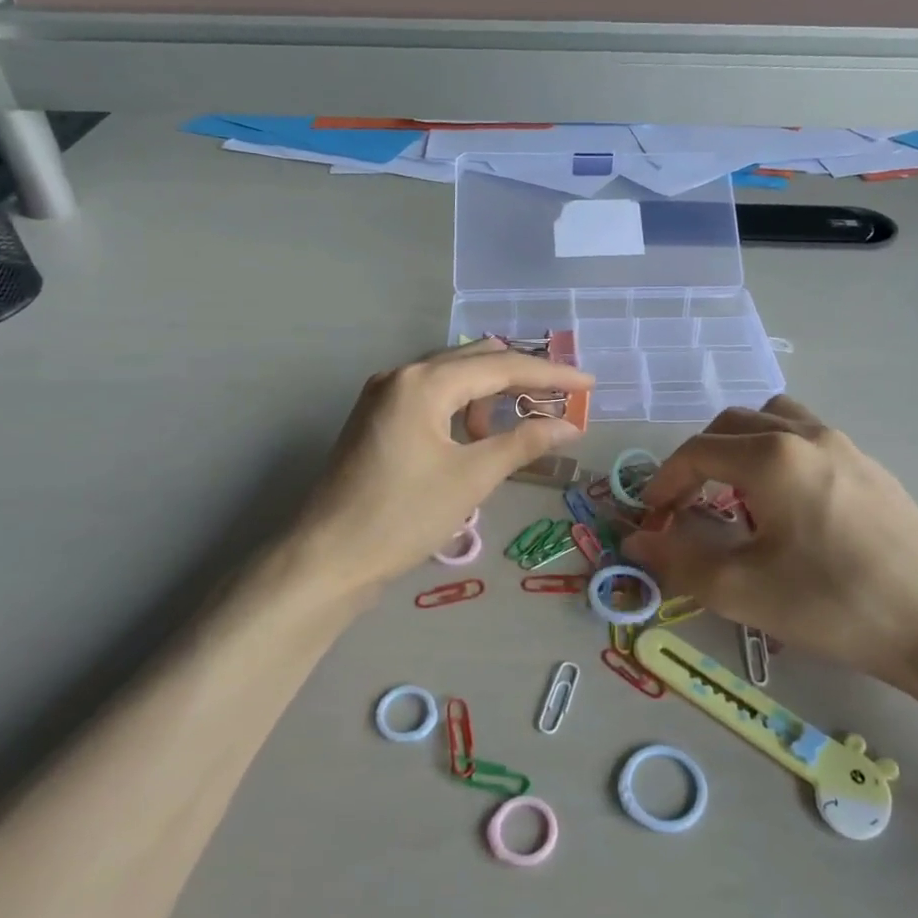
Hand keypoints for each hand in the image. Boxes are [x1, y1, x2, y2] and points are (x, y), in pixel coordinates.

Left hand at [289, 341, 593, 598]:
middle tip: (562, 395)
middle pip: (475, 360)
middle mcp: (401, 375)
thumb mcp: (472, 478)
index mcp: (423, 382)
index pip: (500, 365)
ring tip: (521, 421)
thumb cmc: (403, 516)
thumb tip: (569, 425)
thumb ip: (524, 443)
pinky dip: (463, 408)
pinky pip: (432, 397)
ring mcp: (383, 395)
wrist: (328, 558)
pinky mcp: (377, 419)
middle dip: (521, 375)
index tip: (589, 383)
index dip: (550, 374)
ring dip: (491, 392)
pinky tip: (477, 435)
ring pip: (452, 377)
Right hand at [619, 396, 917, 690]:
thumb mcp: (744, 590)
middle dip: (698, 460)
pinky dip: (776, 453)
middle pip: (732, 424)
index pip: (697, 451)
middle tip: (686, 505)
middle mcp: (806, 434)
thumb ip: (680, 560)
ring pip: (773, 419)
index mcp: (772, 456)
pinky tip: (786, 504)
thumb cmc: (834, 604)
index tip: (653, 519)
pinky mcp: (869, 465)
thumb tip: (636, 541)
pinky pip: (806, 437)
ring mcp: (844, 444)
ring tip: (734, 493)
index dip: (664, 482)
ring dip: (739, 446)